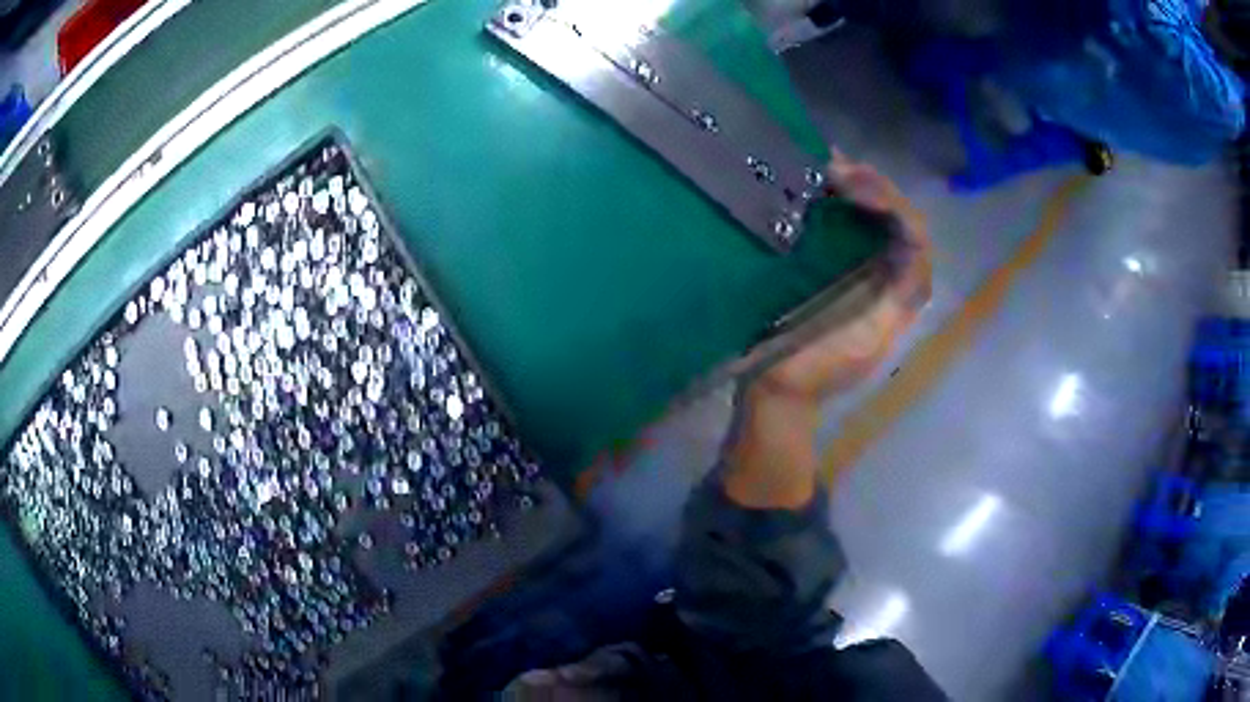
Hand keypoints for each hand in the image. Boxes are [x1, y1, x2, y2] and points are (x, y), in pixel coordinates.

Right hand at [754, 150, 931, 404]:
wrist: (782, 391)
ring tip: (826, 167)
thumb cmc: (819, 367)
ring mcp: (867, 271)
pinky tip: (821, 184)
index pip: (914, 232)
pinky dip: (841, 202)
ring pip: (877, 217)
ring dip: (858, 188)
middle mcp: (893, 275)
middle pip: (897, 217)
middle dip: (872, 186)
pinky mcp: (842, 271)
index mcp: (904, 293)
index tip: (847, 187)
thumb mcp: (866, 337)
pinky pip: (851, 227)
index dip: (888, 201)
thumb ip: (899, 296)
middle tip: (832, 166)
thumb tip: (914, 242)